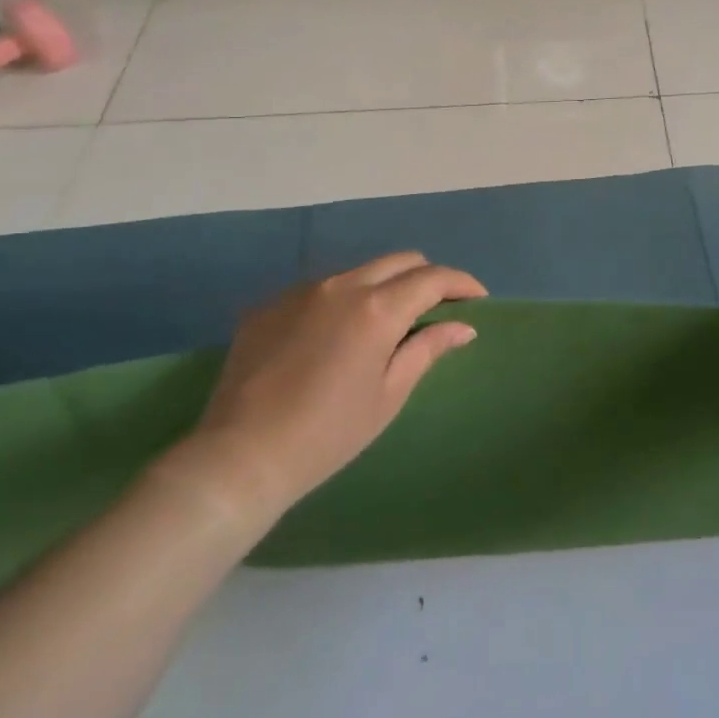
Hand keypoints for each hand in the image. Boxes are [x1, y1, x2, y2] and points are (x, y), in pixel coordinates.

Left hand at [173, 253, 485, 526]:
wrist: (241, 456)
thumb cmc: (329, 433)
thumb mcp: (389, 394)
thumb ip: (428, 349)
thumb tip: (463, 326)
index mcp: (377, 308)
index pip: (432, 278)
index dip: (461, 283)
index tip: (477, 298)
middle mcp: (341, 286)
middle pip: (399, 261)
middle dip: (426, 277)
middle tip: (437, 307)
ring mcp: (300, 292)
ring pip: (358, 271)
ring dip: (383, 286)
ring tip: (385, 323)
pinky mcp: (269, 306)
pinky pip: (320, 289)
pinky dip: (343, 301)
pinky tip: (335, 337)